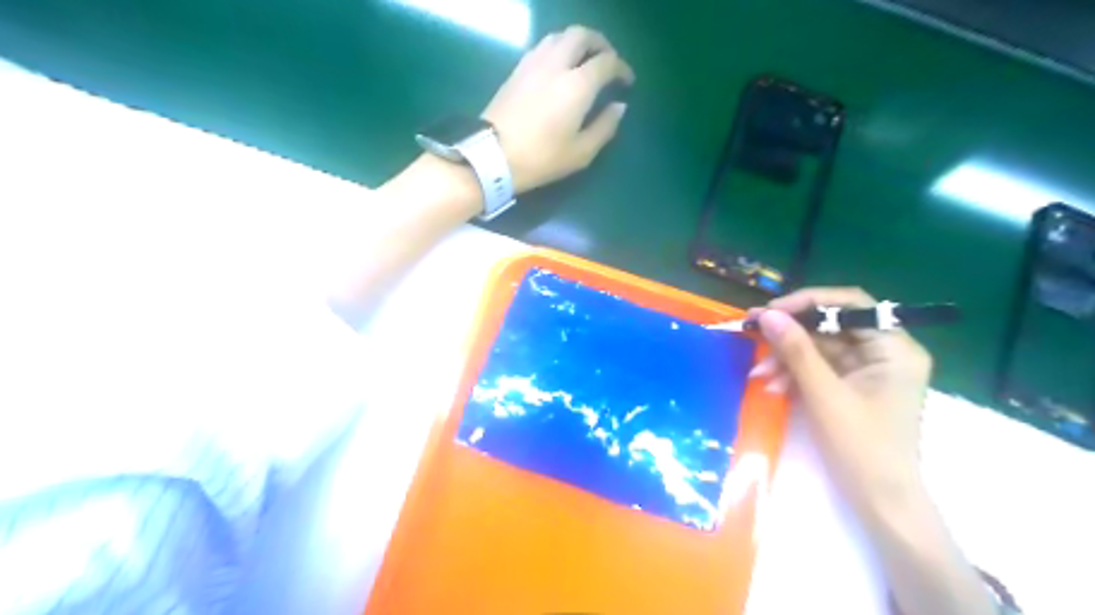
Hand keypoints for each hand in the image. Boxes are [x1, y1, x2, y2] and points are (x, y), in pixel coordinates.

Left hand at [483, 23, 639, 192]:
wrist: (492, 155)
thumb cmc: (541, 158)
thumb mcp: (581, 152)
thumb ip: (605, 127)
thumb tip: (619, 107)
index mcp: (577, 84)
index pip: (607, 62)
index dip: (622, 68)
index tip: (626, 81)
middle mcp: (557, 64)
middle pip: (582, 35)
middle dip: (600, 44)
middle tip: (607, 61)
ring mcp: (533, 63)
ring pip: (560, 36)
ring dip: (577, 42)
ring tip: (583, 61)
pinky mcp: (517, 69)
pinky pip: (543, 46)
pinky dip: (558, 49)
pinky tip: (558, 67)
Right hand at [753, 286, 930, 514]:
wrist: (880, 502)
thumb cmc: (861, 447)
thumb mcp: (824, 394)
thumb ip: (796, 350)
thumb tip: (768, 314)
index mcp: (894, 348)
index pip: (851, 305)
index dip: (808, 302)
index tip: (771, 311)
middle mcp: (885, 352)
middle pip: (831, 326)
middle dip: (790, 335)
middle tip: (752, 332)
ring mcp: (867, 370)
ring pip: (819, 347)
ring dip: (786, 358)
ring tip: (760, 375)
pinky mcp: (851, 385)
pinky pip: (818, 368)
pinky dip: (794, 374)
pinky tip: (773, 387)